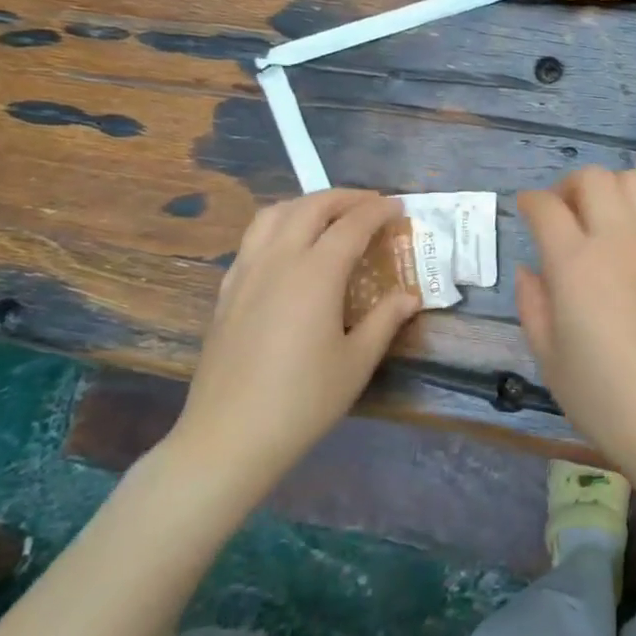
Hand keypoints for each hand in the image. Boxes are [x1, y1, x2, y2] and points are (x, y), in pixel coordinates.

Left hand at [169, 190, 420, 500]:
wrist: (228, 437)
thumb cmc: (303, 401)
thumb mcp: (357, 362)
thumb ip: (385, 320)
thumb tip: (409, 296)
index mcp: (315, 274)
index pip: (352, 225)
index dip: (378, 211)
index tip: (398, 207)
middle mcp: (278, 261)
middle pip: (311, 207)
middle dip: (344, 197)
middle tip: (370, 205)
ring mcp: (246, 273)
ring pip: (274, 214)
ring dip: (307, 204)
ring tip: (330, 215)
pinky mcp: (226, 291)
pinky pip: (253, 239)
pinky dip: (280, 225)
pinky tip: (290, 248)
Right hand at [516, 168, 635, 488]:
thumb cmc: (606, 400)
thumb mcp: (550, 360)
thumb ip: (533, 305)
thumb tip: (530, 270)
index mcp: (576, 264)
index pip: (547, 208)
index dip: (530, 202)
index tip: (525, 210)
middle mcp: (619, 240)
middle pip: (593, 177)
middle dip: (569, 186)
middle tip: (562, 212)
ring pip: (634, 181)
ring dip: (610, 189)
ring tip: (602, 218)